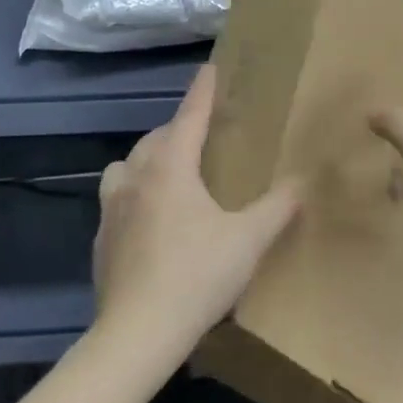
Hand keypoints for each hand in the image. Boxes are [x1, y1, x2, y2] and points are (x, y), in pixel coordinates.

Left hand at [91, 64, 301, 362]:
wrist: (138, 333)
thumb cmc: (197, 276)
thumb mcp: (248, 240)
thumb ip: (277, 208)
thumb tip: (301, 182)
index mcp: (170, 168)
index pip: (189, 117)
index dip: (203, 92)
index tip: (209, 68)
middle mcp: (135, 178)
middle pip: (156, 138)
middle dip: (178, 128)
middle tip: (202, 134)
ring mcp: (110, 209)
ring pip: (127, 166)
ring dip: (148, 159)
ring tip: (171, 174)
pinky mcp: (100, 240)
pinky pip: (116, 199)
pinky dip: (135, 194)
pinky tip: (151, 221)